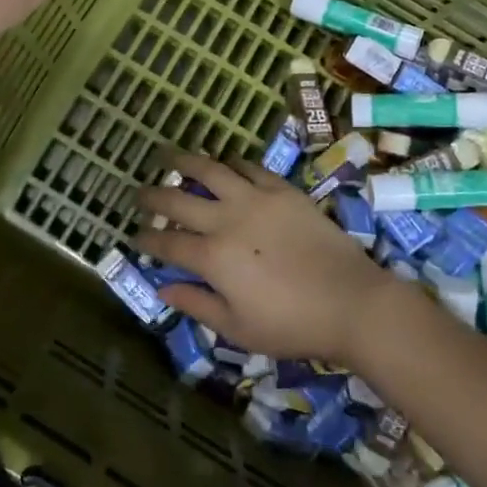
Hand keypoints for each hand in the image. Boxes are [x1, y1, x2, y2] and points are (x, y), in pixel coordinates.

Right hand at [135, 154, 410, 364]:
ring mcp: (256, 199)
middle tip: (139, 193)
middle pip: (179, 199)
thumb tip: (163, 288)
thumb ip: (197, 305)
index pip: (168, 243)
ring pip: (211, 169)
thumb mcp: (237, 329)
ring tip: (169, 156)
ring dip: (185, 161)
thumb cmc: (292, 325)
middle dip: (153, 196)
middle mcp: (227, 219)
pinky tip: (223, 163)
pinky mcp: (283, 190)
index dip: (147, 240)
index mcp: (213, 257)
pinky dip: (231, 163)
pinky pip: (250, 167)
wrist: (351, 301)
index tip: (136, 237)